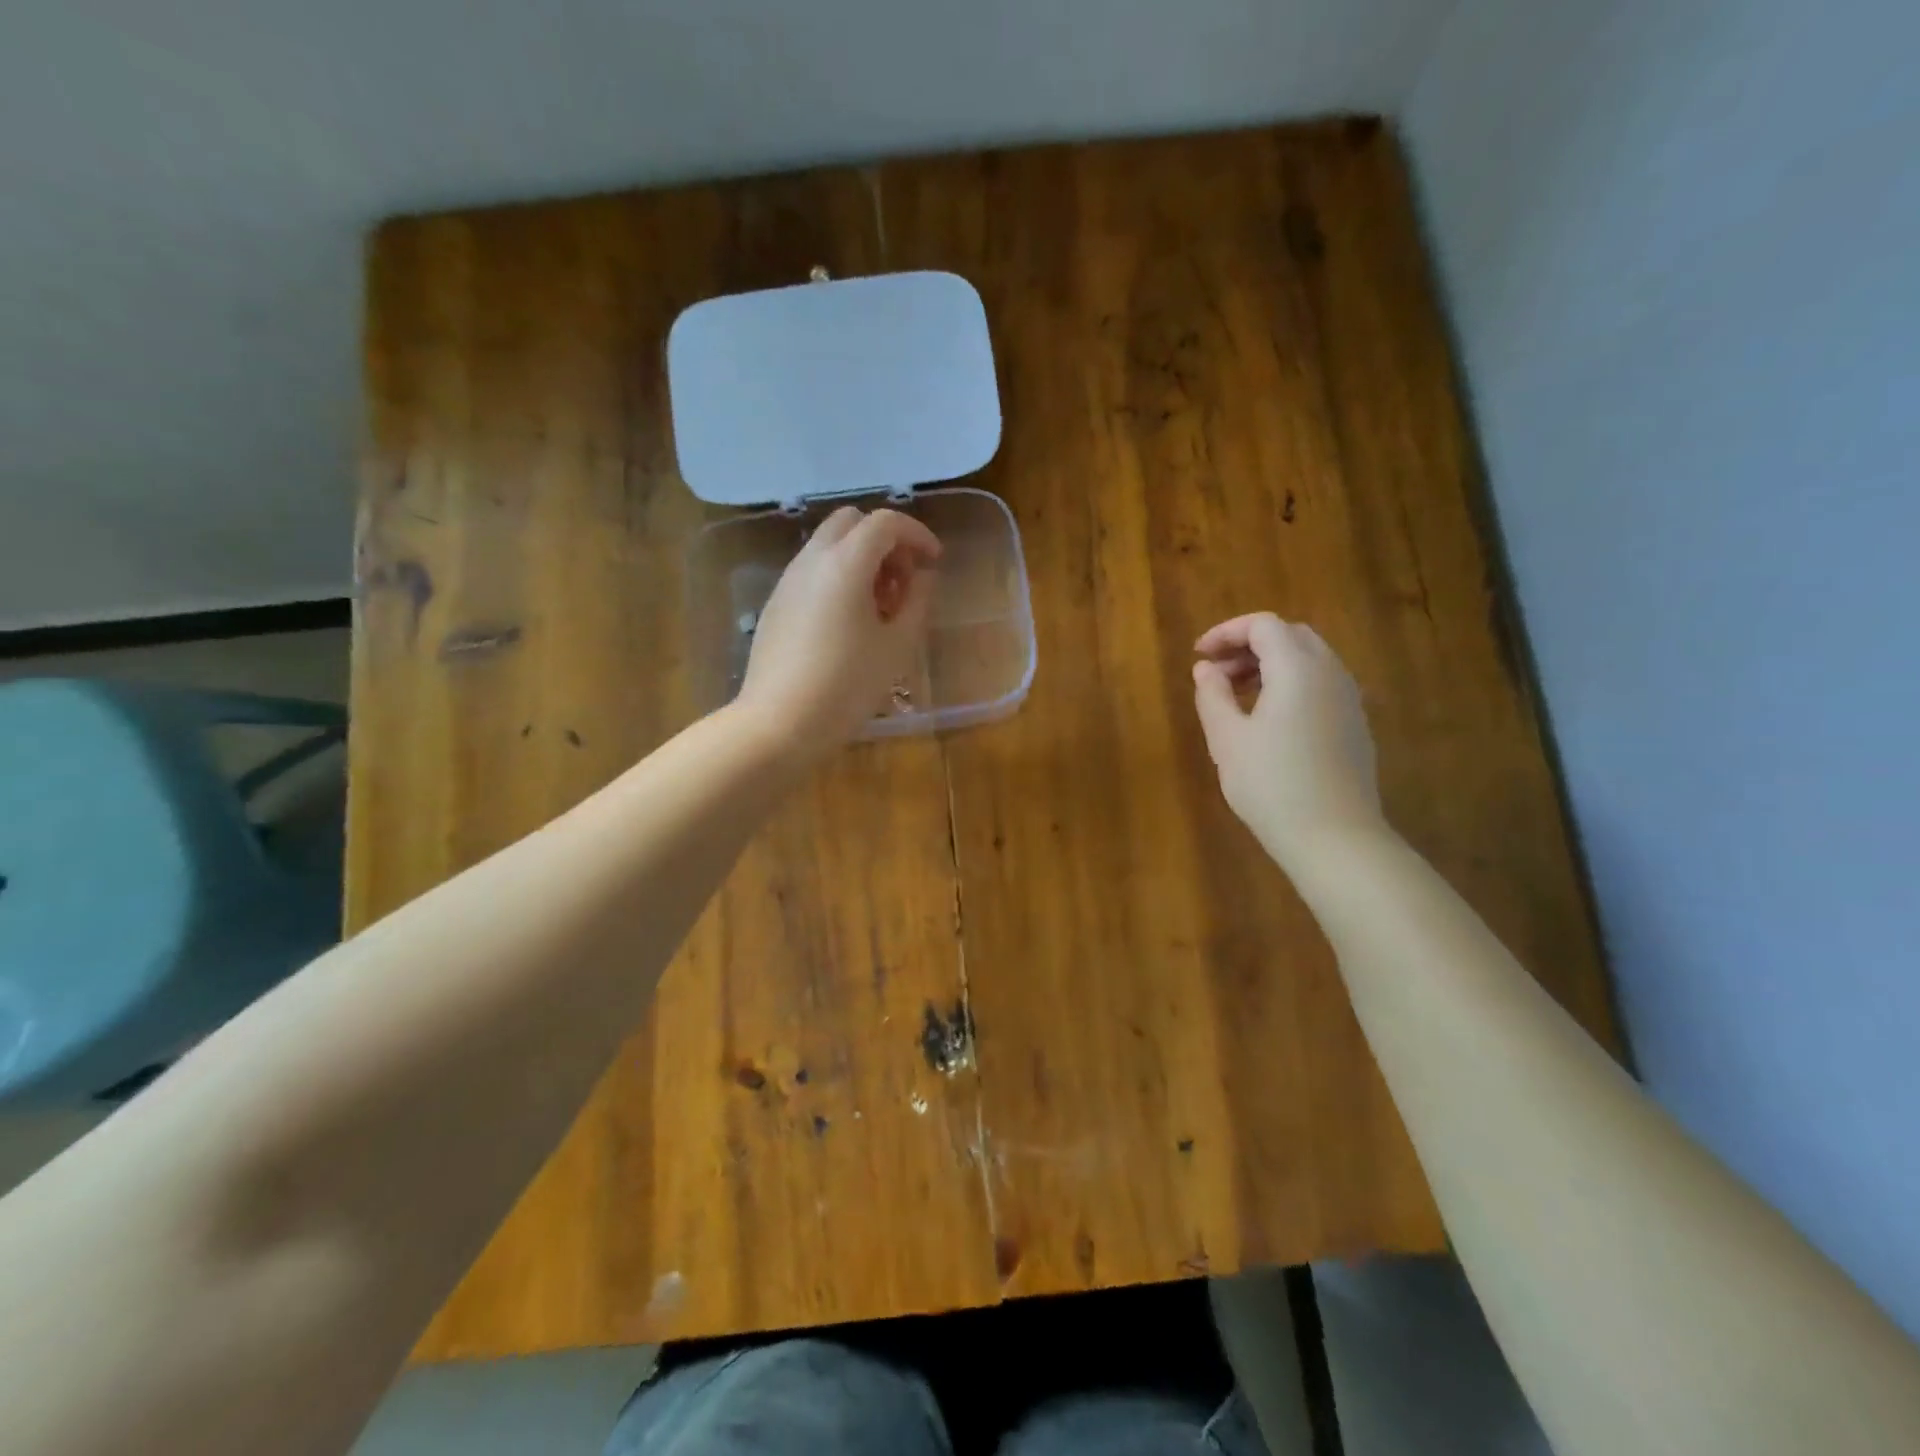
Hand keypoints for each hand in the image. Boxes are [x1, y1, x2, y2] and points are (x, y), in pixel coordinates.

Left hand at [735, 506, 942, 756]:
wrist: (779, 722)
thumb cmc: (847, 685)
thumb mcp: (896, 646)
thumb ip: (917, 602)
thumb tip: (923, 577)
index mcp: (845, 563)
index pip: (885, 523)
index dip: (916, 534)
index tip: (934, 561)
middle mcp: (812, 560)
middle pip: (851, 522)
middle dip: (884, 540)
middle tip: (904, 580)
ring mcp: (788, 581)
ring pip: (828, 546)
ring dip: (860, 559)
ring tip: (880, 607)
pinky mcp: (776, 604)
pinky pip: (812, 572)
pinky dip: (837, 578)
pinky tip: (849, 623)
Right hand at [1192, 612, 1382, 864]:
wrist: (1333, 837)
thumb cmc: (1271, 784)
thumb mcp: (1227, 739)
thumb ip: (1212, 695)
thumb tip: (1206, 669)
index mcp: (1298, 668)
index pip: (1264, 625)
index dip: (1227, 632)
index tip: (1199, 656)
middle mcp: (1330, 672)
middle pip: (1290, 635)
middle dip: (1249, 644)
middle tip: (1216, 672)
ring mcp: (1348, 698)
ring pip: (1309, 659)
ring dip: (1270, 664)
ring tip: (1237, 695)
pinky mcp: (1354, 723)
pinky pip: (1321, 683)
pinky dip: (1290, 683)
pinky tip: (1269, 718)